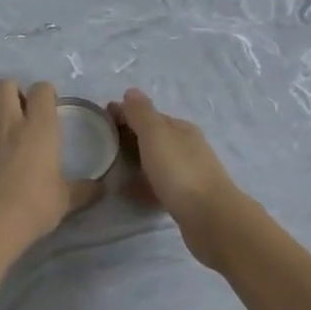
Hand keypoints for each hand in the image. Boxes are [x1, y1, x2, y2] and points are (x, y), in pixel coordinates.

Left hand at [0, 80, 102, 256]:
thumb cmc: (33, 207)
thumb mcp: (65, 201)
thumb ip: (83, 190)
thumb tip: (101, 188)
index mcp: (40, 129)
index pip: (41, 90)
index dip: (46, 93)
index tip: (52, 108)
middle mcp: (11, 125)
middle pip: (4, 85)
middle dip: (14, 91)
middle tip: (25, 113)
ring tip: (6, 130)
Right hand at [108, 89, 248, 268]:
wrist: (210, 218)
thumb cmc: (180, 172)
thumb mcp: (156, 136)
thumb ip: (142, 114)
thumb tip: (131, 92)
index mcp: (181, 129)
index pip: (150, 115)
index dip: (125, 114)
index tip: (100, 119)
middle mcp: (187, 147)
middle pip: (154, 138)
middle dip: (129, 137)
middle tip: (100, 144)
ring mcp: (188, 173)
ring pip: (156, 161)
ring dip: (136, 161)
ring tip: (110, 168)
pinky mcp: (186, 198)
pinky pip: (158, 185)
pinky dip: (143, 184)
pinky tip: (128, 191)